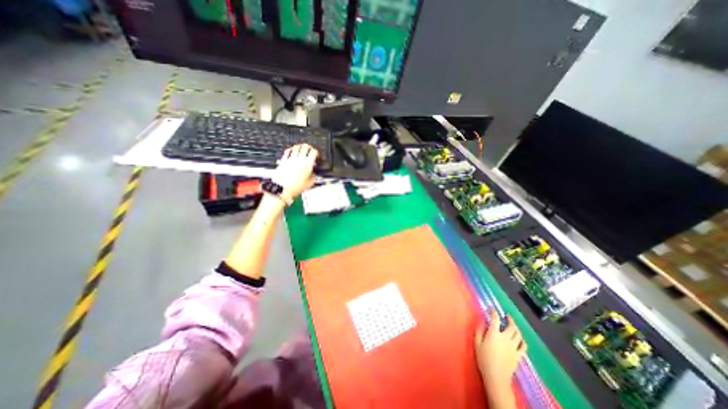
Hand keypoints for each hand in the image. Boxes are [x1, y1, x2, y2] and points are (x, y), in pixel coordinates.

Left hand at [274, 144, 318, 201]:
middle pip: (305, 147)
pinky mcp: (283, 160)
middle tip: (309, 149)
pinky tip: (292, 151)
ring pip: (296, 147)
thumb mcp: (309, 184)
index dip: (316, 152)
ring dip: (300, 147)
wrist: (282, 189)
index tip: (316, 154)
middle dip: (308, 147)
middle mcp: (299, 160)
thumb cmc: (295, 187)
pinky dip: (291, 149)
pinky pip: (288, 151)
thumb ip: (314, 177)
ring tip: (301, 148)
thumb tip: (315, 174)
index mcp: (307, 165)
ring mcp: (291, 159)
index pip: (313, 152)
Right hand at [476, 310, 526, 388]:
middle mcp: (505, 338)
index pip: (495, 319)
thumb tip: (482, 321)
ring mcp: (513, 347)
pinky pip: (523, 346)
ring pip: (518, 334)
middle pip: (511, 326)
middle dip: (509, 319)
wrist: (496, 377)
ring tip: (513, 324)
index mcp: (494, 333)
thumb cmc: (483, 359)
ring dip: (516, 327)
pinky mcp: (518, 355)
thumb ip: (480, 330)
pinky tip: (520, 338)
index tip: (491, 309)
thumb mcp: (477, 343)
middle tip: (506, 316)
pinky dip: (522, 340)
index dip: (493, 312)